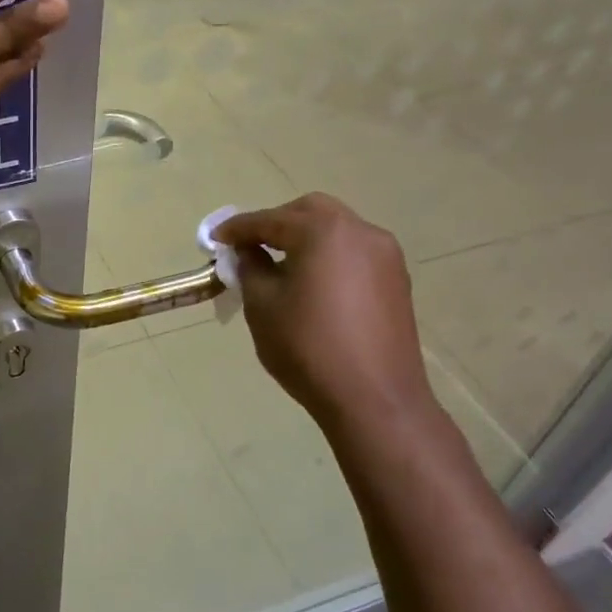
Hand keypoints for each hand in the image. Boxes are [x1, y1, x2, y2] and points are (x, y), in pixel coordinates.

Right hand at [213, 193, 439, 449]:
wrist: (375, 399)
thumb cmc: (309, 348)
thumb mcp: (262, 305)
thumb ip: (251, 268)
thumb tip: (249, 252)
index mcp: (323, 231)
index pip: (270, 220)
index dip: (238, 229)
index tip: (215, 239)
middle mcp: (360, 231)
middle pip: (310, 212)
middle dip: (277, 224)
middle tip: (250, 246)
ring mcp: (385, 256)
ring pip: (336, 230)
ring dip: (305, 238)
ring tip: (280, 266)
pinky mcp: (396, 281)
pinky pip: (354, 254)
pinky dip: (328, 256)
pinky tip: (312, 283)